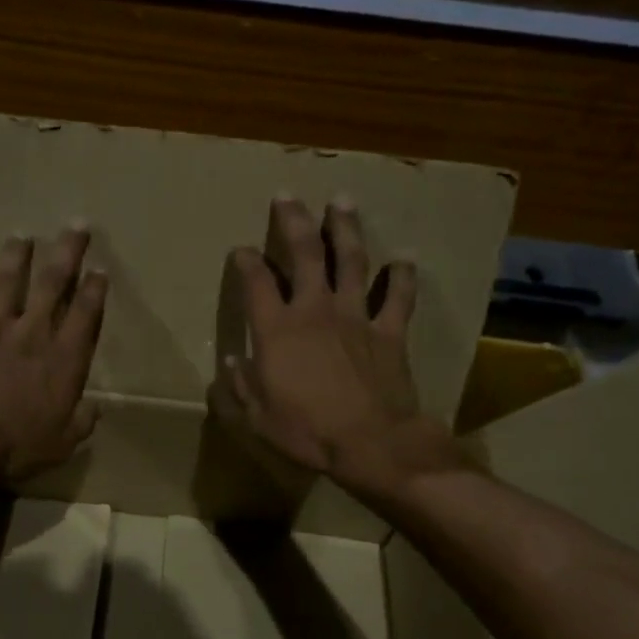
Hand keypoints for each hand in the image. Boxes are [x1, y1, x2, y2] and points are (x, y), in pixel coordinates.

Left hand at [0, 225, 107, 481]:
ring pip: (4, 288)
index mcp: (62, 360)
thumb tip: (93, 410)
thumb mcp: (63, 443)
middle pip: (50, 285)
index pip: (84, 315)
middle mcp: (31, 337)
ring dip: (13, 260)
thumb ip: (81, 422)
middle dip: (65, 253)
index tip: (99, 267)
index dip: (94, 289)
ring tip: (20, 236)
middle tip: (74, 224)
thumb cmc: (19, 446)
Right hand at [216, 197, 456, 496]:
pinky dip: (402, 276)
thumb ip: (240, 385)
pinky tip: (406, 256)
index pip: (256, 282)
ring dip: (345, 229)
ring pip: (351, 261)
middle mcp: (315, 311)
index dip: (246, 262)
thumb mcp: (256, 416)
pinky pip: (398, 298)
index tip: (242, 249)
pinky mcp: (389, 333)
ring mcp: (356, 317)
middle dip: (294, 221)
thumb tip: (232, 360)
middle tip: (288, 195)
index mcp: (277, 329)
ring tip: (342, 201)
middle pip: (304, 254)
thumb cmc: (307, 430)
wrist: (371, 443)